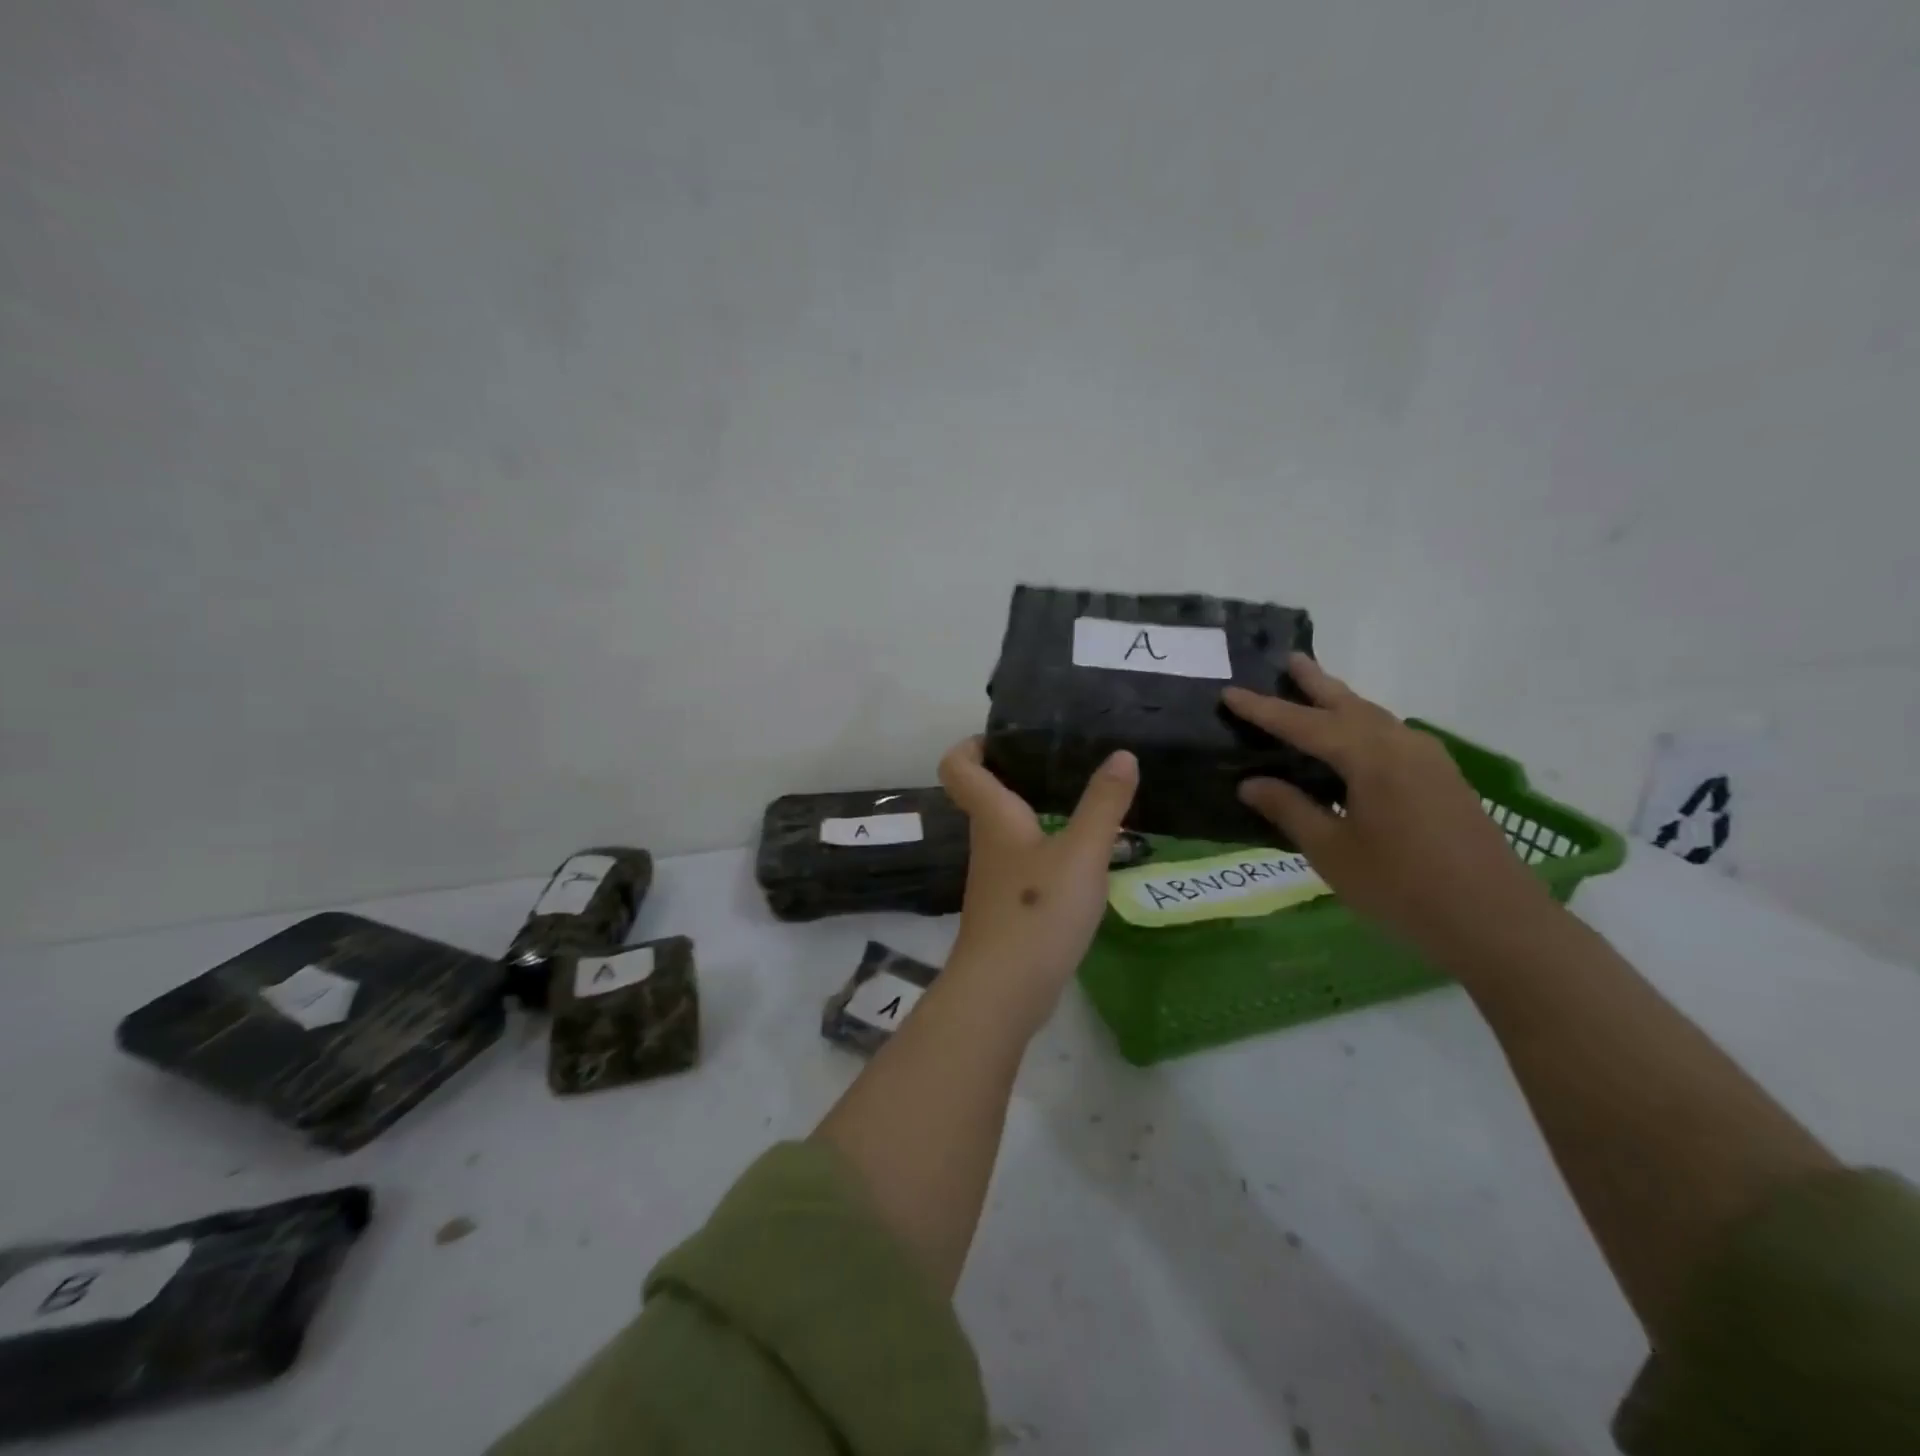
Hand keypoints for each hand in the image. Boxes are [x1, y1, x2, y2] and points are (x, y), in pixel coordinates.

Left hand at [937, 737, 1137, 1031]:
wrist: (1004, 989)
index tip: (1009, 735)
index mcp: (994, 817)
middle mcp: (987, 841)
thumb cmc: (1038, 910)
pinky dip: (1046, 848)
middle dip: (1017, 772)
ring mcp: (994, 877)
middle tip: (1064, 761)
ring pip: (1008, 829)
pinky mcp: (1008, 906)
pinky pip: (1023, 862)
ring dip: (1036, 811)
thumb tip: (1121, 755)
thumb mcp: (1082, 853)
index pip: (959, 765)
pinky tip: (1082, 856)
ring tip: (1083, 800)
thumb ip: (1104, 803)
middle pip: (986, 794)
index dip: (973, 743)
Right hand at [1223, 655, 1554, 960]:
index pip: (1304, 724)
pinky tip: (1355, 741)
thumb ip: (1290, 810)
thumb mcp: (1333, 851)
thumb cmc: (1402, 887)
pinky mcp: (1443, 778)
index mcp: (1370, 757)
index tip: (1229, 692)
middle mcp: (1401, 745)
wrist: (1496, 920)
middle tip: (1288, 659)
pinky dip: (1364, 726)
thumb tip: (1250, 783)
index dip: (1263, 709)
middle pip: (1348, 704)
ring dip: (1342, 702)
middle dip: (1315, 683)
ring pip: (1375, 717)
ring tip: (1316, 691)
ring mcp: (1429, 759)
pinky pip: (1392, 736)